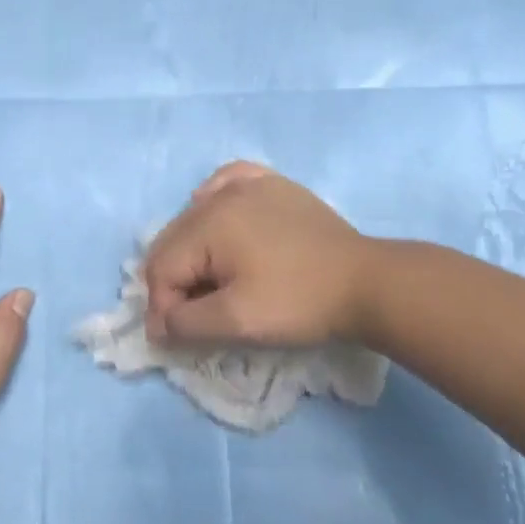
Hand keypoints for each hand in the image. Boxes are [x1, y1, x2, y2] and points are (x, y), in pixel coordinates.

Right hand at [143, 162, 371, 348]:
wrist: (366, 283)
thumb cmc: (298, 303)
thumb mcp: (236, 322)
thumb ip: (185, 324)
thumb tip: (158, 325)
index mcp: (208, 222)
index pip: (161, 267)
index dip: (163, 308)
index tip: (177, 340)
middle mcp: (221, 194)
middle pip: (174, 240)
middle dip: (174, 282)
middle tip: (192, 317)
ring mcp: (250, 183)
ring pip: (196, 216)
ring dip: (191, 252)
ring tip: (208, 283)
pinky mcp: (274, 185)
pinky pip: (226, 183)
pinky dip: (213, 203)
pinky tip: (219, 221)